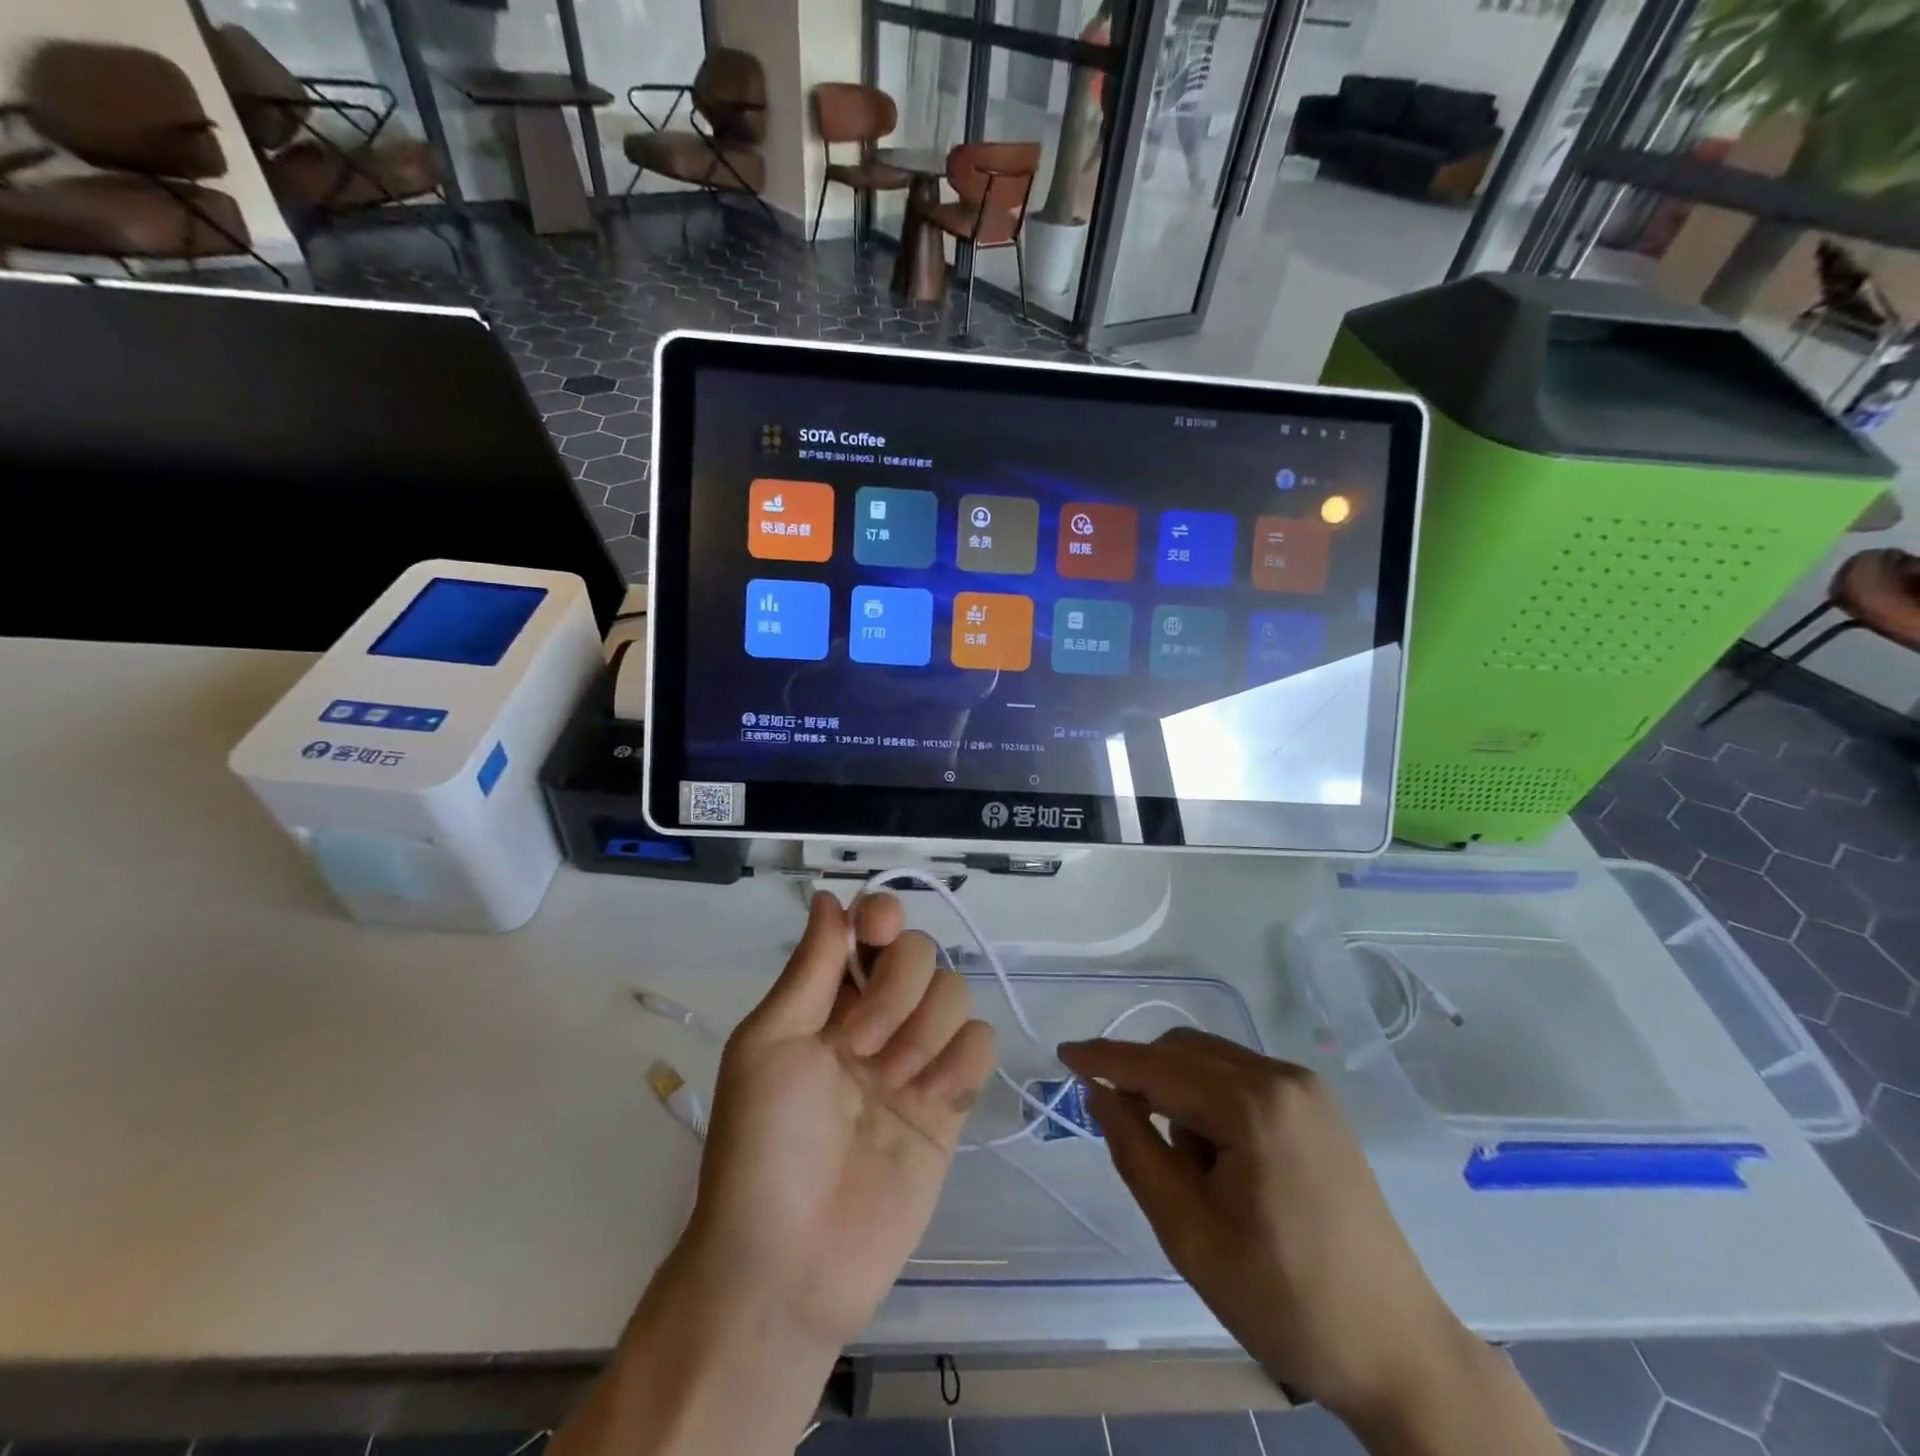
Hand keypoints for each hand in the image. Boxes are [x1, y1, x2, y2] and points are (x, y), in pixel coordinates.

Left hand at [685, 891, 997, 1351]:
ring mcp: (918, 1058)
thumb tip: (829, 895)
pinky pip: (981, 1044)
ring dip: (926, 1028)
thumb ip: (809, 968)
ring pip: (957, 991)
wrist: (790, 1263)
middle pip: (922, 952)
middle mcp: (878, 1017)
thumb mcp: (769, 1045)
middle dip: (896, 989)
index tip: (876, 932)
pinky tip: (930, 1100)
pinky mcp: (952, 1101)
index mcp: (829, 998)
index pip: (873, 928)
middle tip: (860, 1045)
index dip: (882, 916)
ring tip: (893, 1081)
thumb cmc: (761, 1146)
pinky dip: (962, 1061)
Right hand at [1058, 1029, 1479, 1423]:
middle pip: (1184, 1050)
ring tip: (1189, 1169)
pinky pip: (1241, 1078)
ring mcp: (1306, 1088)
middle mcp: (1283, 1077)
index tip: (1062, 1054)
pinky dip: (1211, 1101)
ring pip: (1211, 1060)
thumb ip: (1135, 1150)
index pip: (1157, 1066)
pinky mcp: (1318, 1106)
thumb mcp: (1188, 1233)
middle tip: (1124, 1130)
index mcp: (1253, 1106)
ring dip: (1179, 1093)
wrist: (1396, 1351)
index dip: (1104, 1058)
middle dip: (1143, 1079)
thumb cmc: (1284, 1300)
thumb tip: (1099, 1093)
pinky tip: (1220, 1158)